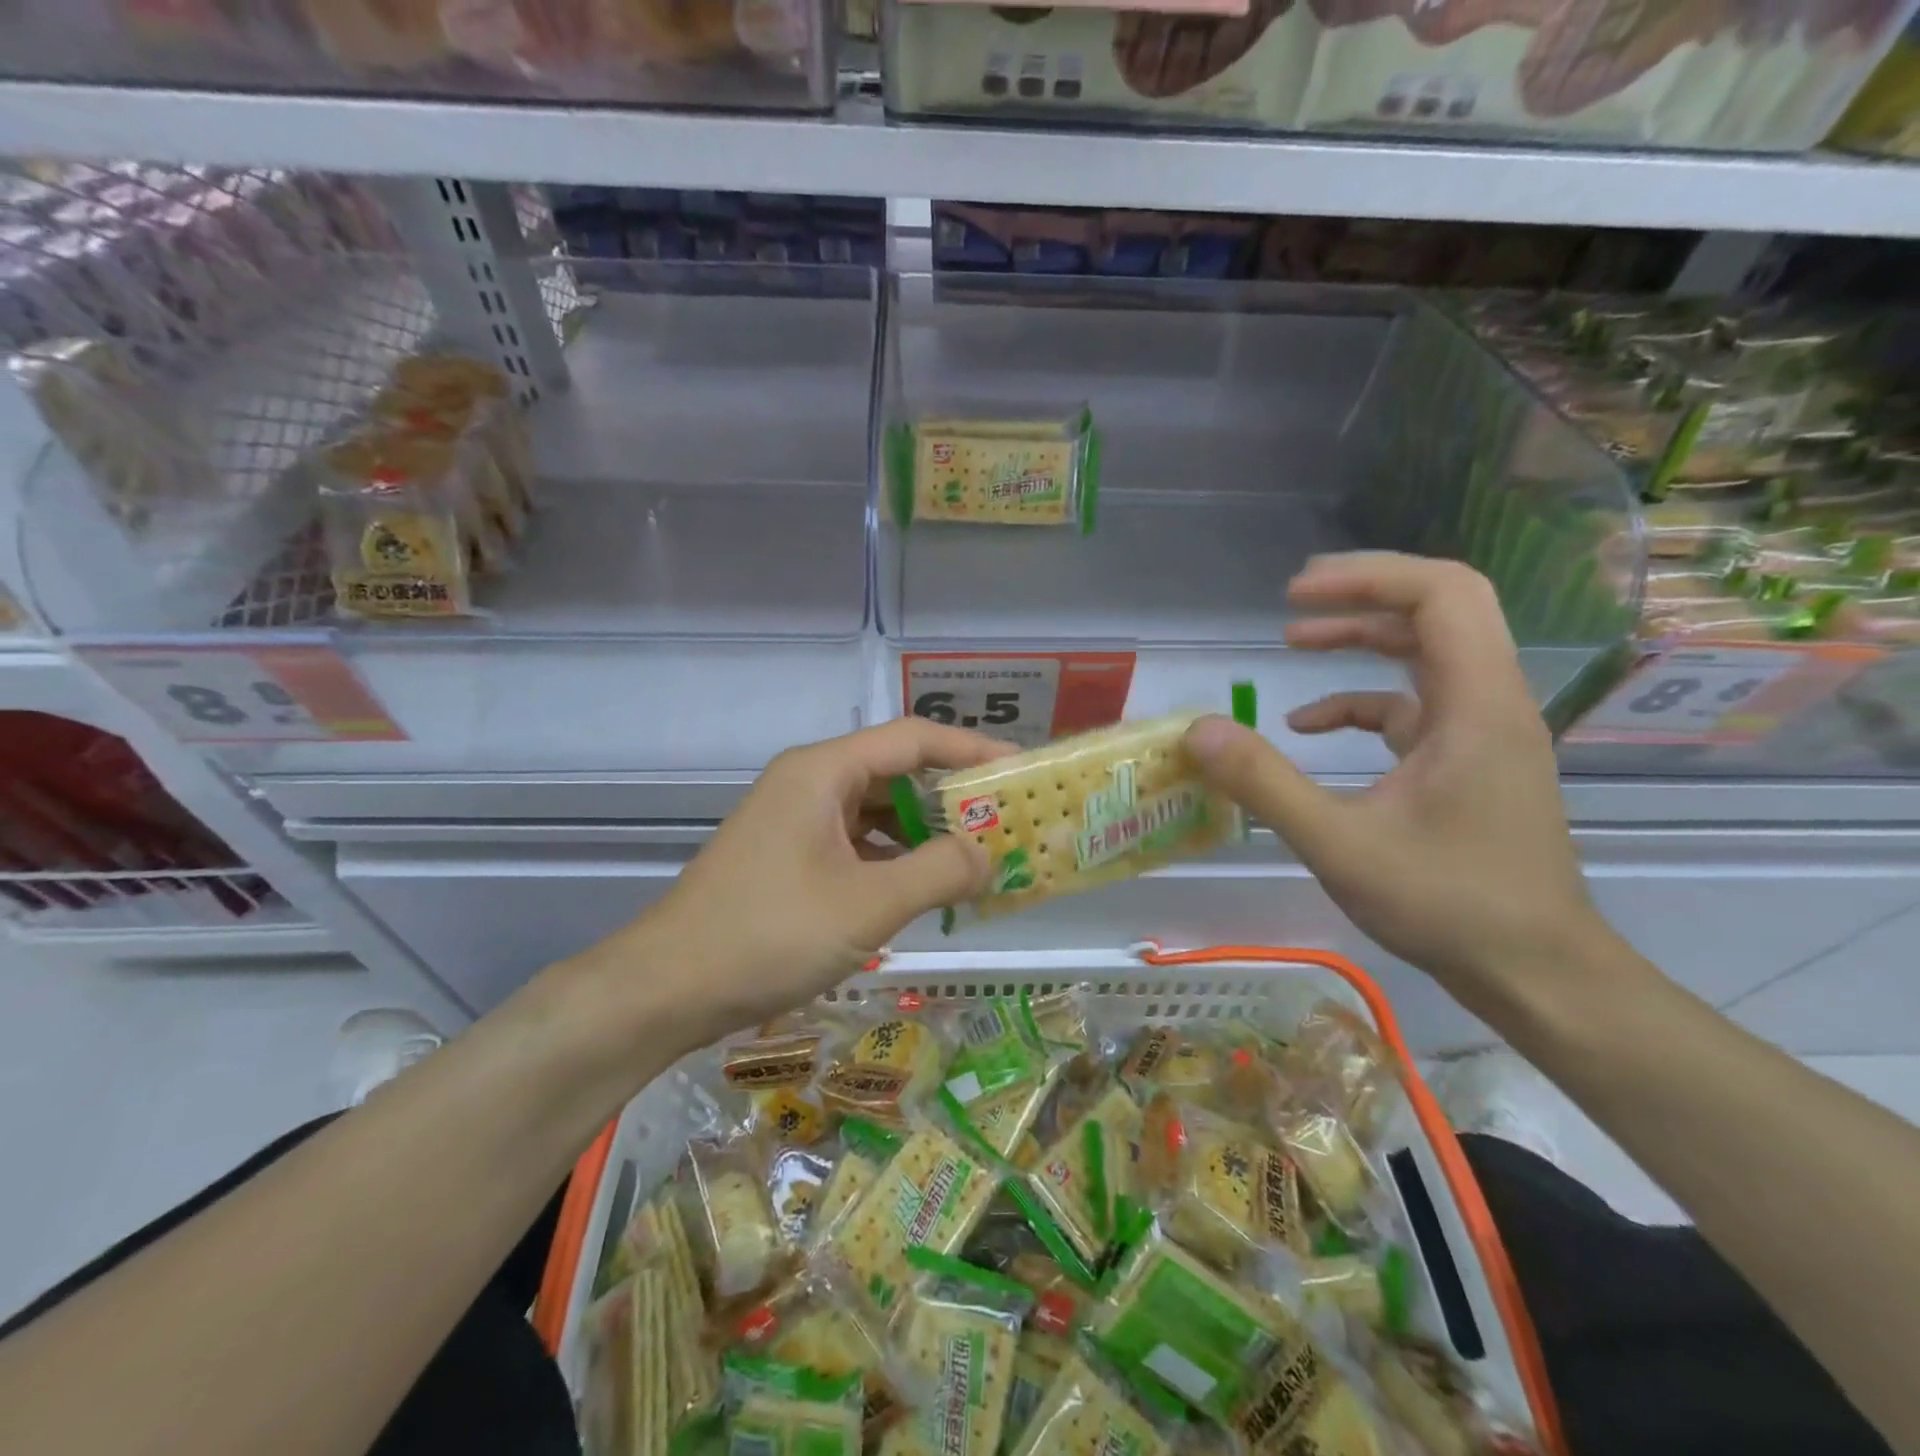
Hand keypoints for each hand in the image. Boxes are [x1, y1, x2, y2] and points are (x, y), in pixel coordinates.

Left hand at [602, 718, 1009, 1043]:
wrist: (668, 988)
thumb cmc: (769, 934)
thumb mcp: (868, 904)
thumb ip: (939, 871)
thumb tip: (990, 855)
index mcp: (824, 771)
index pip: (914, 738)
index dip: (971, 748)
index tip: (1019, 770)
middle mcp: (809, 782)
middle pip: (896, 771)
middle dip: (952, 796)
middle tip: (1005, 821)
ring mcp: (795, 820)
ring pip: (876, 811)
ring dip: (924, 831)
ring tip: (975, 857)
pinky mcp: (789, 856)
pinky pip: (855, 842)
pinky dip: (893, 858)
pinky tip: (921, 887)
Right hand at [1183, 552, 1599, 1011]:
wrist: (1534, 971)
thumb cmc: (1447, 904)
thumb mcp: (1340, 844)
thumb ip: (1265, 783)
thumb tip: (1198, 730)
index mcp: (1475, 705)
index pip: (1440, 595)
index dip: (1366, 577)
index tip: (1296, 594)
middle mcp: (1491, 702)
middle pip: (1439, 609)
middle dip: (1363, 595)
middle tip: (1293, 600)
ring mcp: (1484, 731)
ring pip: (1428, 653)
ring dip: (1363, 639)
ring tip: (1295, 639)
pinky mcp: (1471, 760)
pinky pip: (1416, 706)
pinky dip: (1362, 702)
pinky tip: (1311, 727)